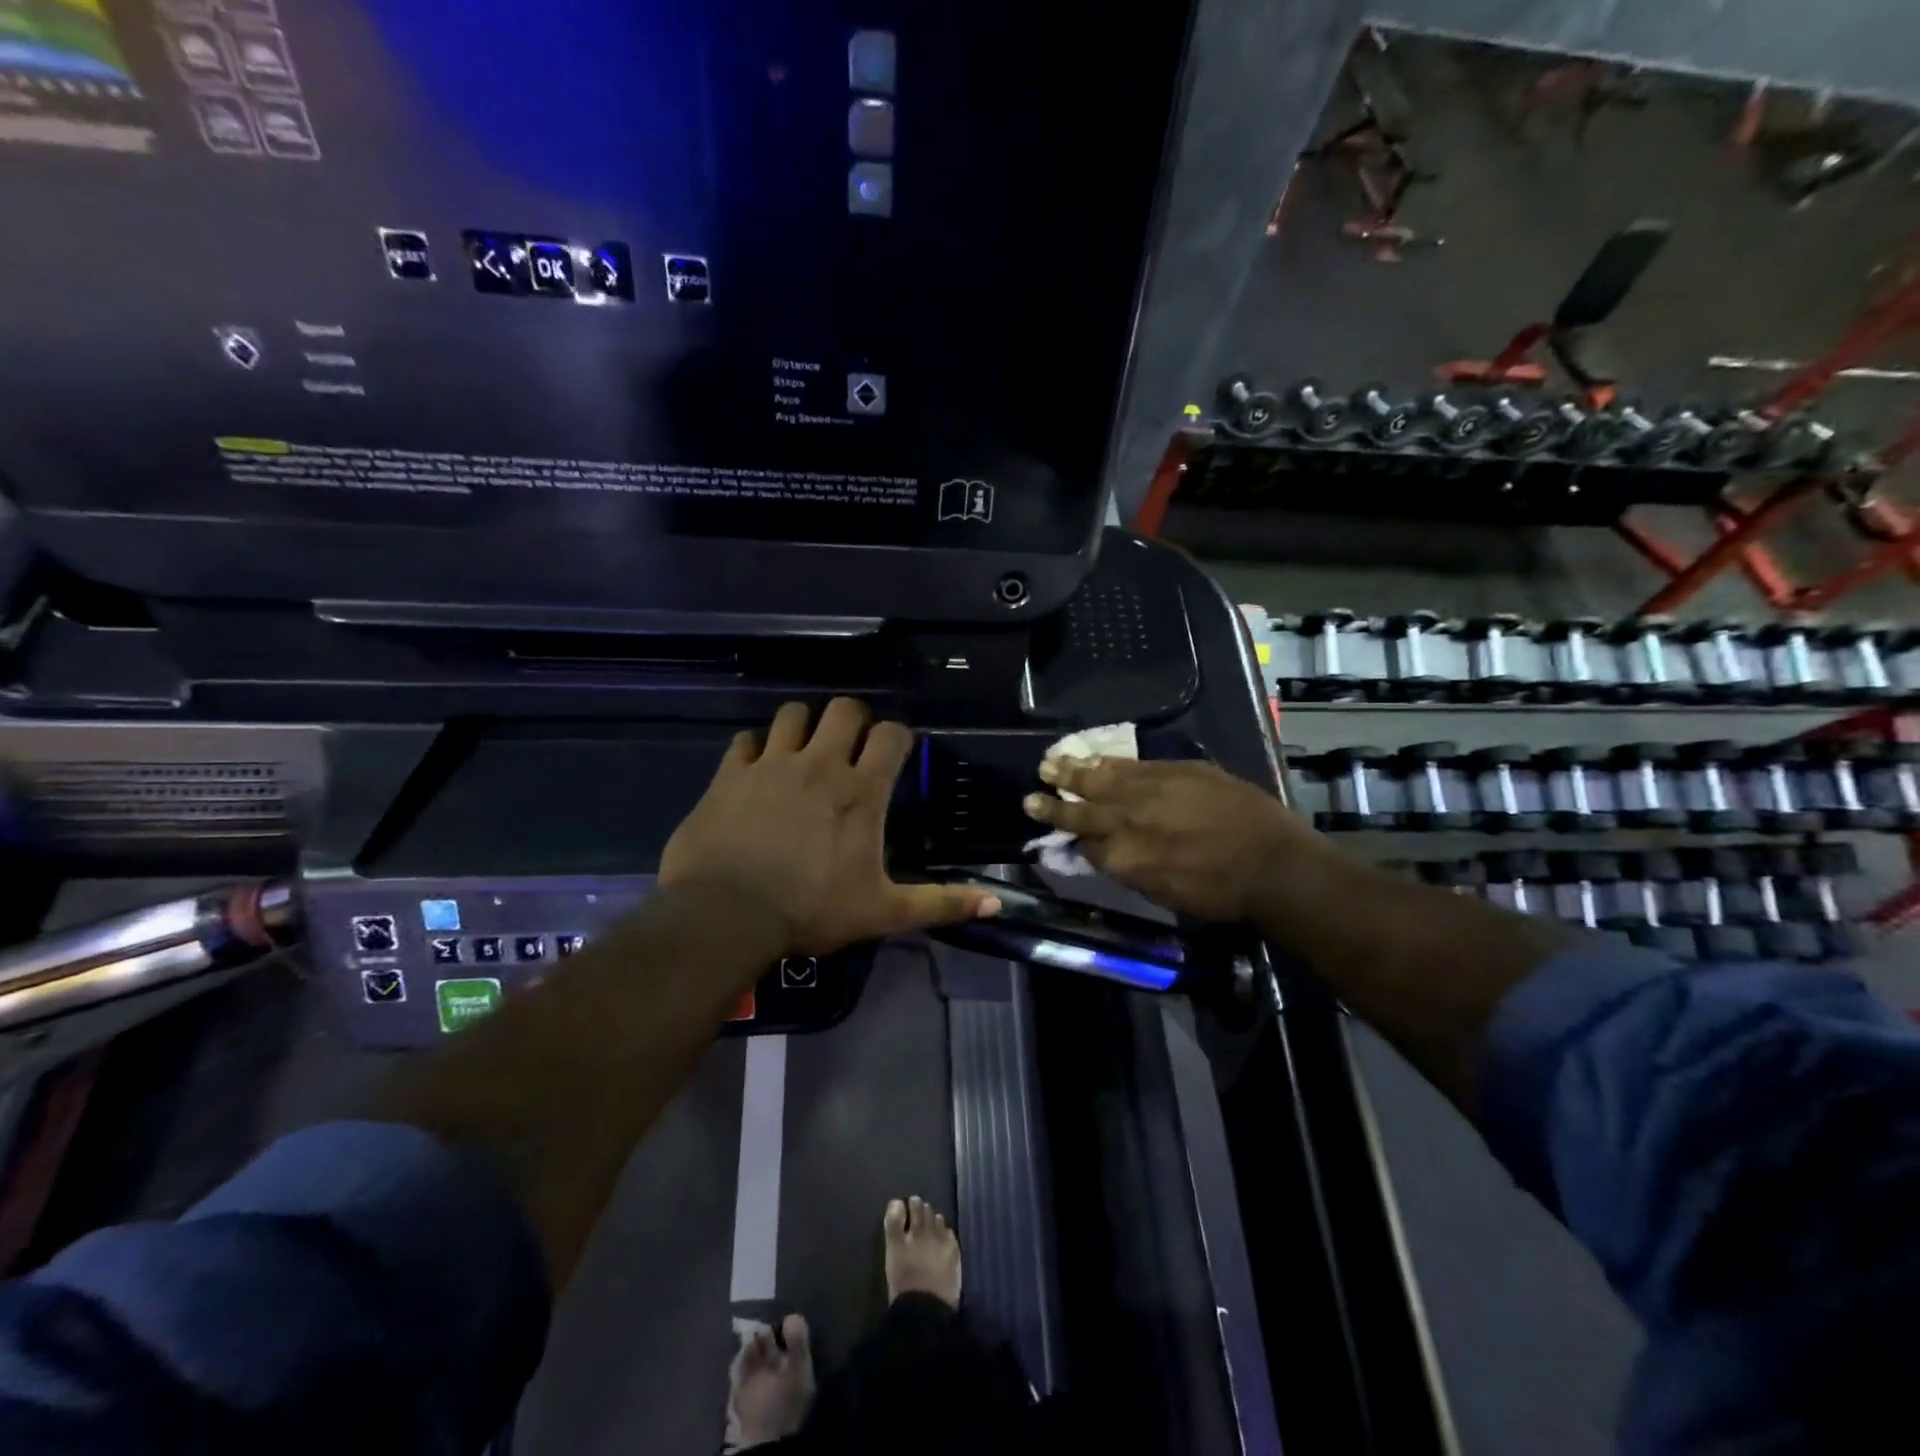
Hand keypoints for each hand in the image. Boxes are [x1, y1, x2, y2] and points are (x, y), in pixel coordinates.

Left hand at [660, 699, 999, 954]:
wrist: (726, 915)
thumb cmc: (811, 910)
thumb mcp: (882, 912)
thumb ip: (939, 903)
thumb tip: (995, 902)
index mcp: (860, 791)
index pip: (892, 734)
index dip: (898, 737)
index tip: (896, 753)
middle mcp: (819, 764)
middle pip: (844, 708)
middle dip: (854, 720)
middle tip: (852, 746)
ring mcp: (771, 764)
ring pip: (793, 712)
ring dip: (805, 725)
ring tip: (805, 749)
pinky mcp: (731, 773)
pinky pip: (746, 739)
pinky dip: (756, 747)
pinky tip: (758, 767)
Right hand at [1024, 757, 1333, 922]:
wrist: (1272, 865)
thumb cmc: (1219, 893)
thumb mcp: (1162, 893)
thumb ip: (1127, 868)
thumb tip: (1103, 852)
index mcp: (1122, 857)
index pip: (1083, 841)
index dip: (1066, 834)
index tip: (1048, 826)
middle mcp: (1127, 820)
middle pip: (1081, 808)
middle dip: (1053, 802)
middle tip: (1029, 795)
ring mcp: (1149, 790)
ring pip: (1101, 778)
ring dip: (1073, 772)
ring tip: (1050, 763)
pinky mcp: (1173, 770)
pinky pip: (1130, 764)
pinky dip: (1107, 762)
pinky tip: (1094, 758)